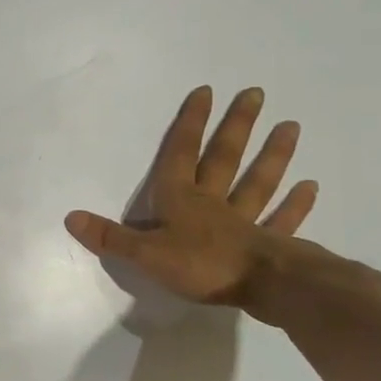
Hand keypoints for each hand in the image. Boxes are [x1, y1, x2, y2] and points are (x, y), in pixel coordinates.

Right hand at [63, 86, 318, 306]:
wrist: (263, 288)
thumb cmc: (201, 266)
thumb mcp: (145, 254)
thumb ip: (110, 237)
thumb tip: (70, 218)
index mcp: (180, 200)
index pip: (181, 154)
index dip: (190, 123)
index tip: (206, 92)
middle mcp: (213, 202)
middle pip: (224, 158)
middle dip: (236, 126)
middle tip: (256, 93)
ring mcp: (245, 222)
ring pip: (258, 182)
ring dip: (273, 155)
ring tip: (291, 125)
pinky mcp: (270, 244)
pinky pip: (282, 220)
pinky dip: (295, 204)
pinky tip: (310, 185)